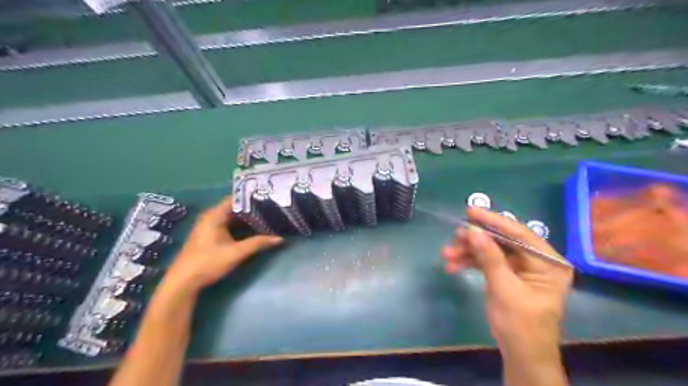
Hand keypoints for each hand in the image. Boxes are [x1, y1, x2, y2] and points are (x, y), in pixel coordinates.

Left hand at [162, 197, 281, 292]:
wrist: (183, 282)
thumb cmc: (208, 262)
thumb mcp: (236, 253)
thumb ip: (258, 243)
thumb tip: (280, 238)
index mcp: (215, 215)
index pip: (236, 198)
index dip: (252, 197)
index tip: (269, 196)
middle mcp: (211, 217)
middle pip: (235, 207)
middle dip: (253, 208)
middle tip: (272, 207)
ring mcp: (210, 226)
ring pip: (233, 217)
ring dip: (248, 218)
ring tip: (267, 216)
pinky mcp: (210, 235)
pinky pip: (229, 224)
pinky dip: (241, 226)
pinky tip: (254, 229)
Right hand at [444, 208, 573, 352]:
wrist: (521, 356)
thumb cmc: (521, 326)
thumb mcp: (505, 290)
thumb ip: (489, 258)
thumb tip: (472, 230)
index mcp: (548, 263)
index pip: (520, 234)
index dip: (493, 221)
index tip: (470, 212)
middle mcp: (536, 261)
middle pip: (502, 241)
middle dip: (475, 240)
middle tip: (454, 237)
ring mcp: (521, 268)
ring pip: (491, 251)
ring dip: (468, 252)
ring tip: (447, 254)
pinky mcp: (507, 275)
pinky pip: (487, 262)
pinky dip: (470, 262)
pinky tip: (453, 265)